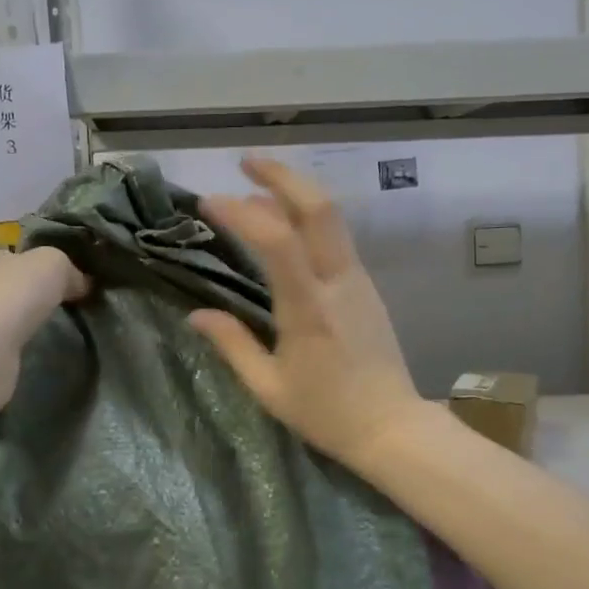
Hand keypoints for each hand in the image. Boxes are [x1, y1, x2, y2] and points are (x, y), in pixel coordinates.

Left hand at [0, 245, 89, 409]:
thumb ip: (69, 269)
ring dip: (32, 323)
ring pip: (13, 317)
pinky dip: (25, 347)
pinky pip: (11, 345)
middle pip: (16, 286)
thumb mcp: (53, 264)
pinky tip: (44, 352)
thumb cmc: (13, 296)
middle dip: (40, 295)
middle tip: (75, 307)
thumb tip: (81, 284)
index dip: (44, 265)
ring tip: (65, 332)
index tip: (73, 280)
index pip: (19, 256)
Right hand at [192, 157, 427, 470]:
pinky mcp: (366, 286)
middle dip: (282, 175)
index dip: (243, 213)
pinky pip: (335, 239)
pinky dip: (307, 219)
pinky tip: (284, 225)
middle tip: (245, 161)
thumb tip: (196, 314)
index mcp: (310, 310)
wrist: (392, 427)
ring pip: (330, 218)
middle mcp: (339, 283)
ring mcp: (358, 281)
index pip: (278, 242)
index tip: (210, 202)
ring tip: (255, 190)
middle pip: (319, 208)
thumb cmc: (326, 413)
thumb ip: (232, 345)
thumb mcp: (269, 387)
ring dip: (294, 193)